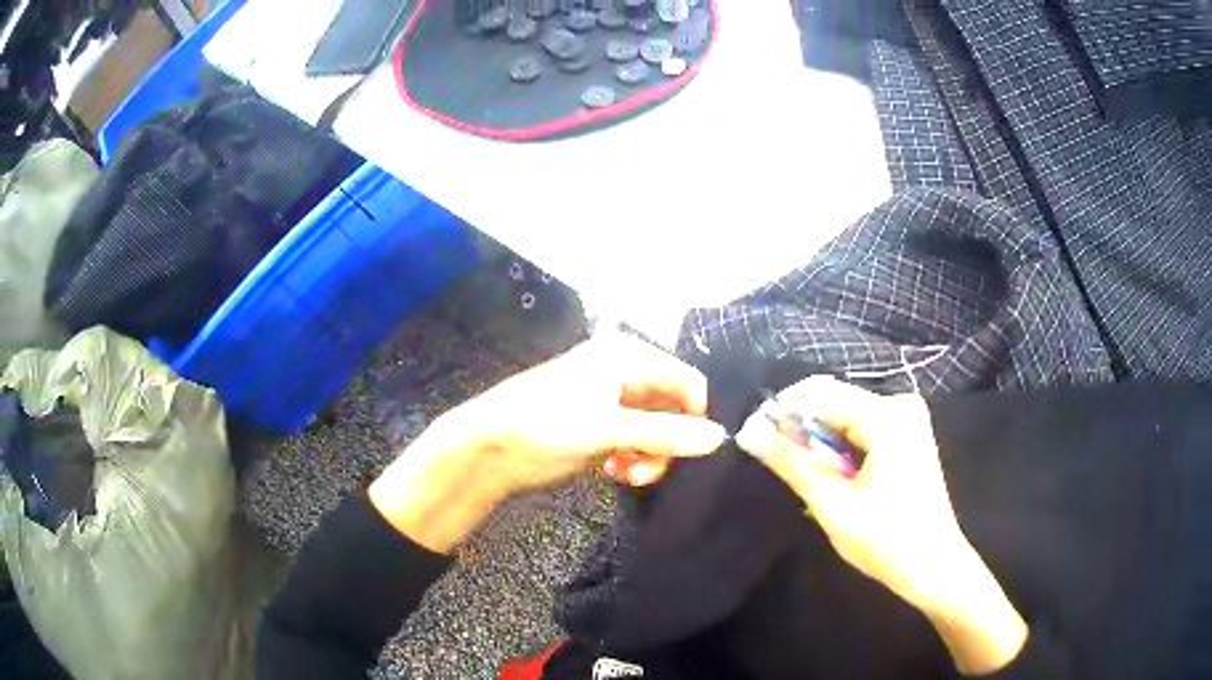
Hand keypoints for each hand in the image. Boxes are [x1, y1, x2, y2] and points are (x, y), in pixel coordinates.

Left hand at [369, 332, 725, 553]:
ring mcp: (611, 399)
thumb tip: (720, 438)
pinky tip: (613, 472)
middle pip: (673, 408)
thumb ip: (666, 433)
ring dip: (648, 455)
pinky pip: (634, 440)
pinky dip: (631, 457)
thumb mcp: (608, 429)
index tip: (685, 451)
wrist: (489, 447)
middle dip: (666, 442)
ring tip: (626, 474)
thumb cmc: (546, 426)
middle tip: (646, 469)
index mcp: (627, 355)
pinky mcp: (599, 424)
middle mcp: (623, 371)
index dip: (693, 417)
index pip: (687, 381)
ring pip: (655, 428)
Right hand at [735, 377, 1026, 675]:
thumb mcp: (833, 504)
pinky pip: (860, 428)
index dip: (782, 412)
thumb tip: (749, 432)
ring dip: (819, 443)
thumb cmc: (886, 541)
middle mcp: (900, 405)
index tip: (754, 438)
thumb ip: (791, 463)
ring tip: (805, 480)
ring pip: (844, 416)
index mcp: (888, 416)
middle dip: (800, 429)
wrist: (935, 567)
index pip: (820, 393)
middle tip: (777, 465)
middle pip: (834, 401)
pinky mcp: (907, 435)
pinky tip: (832, 479)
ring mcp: (907, 419)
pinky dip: (838, 449)